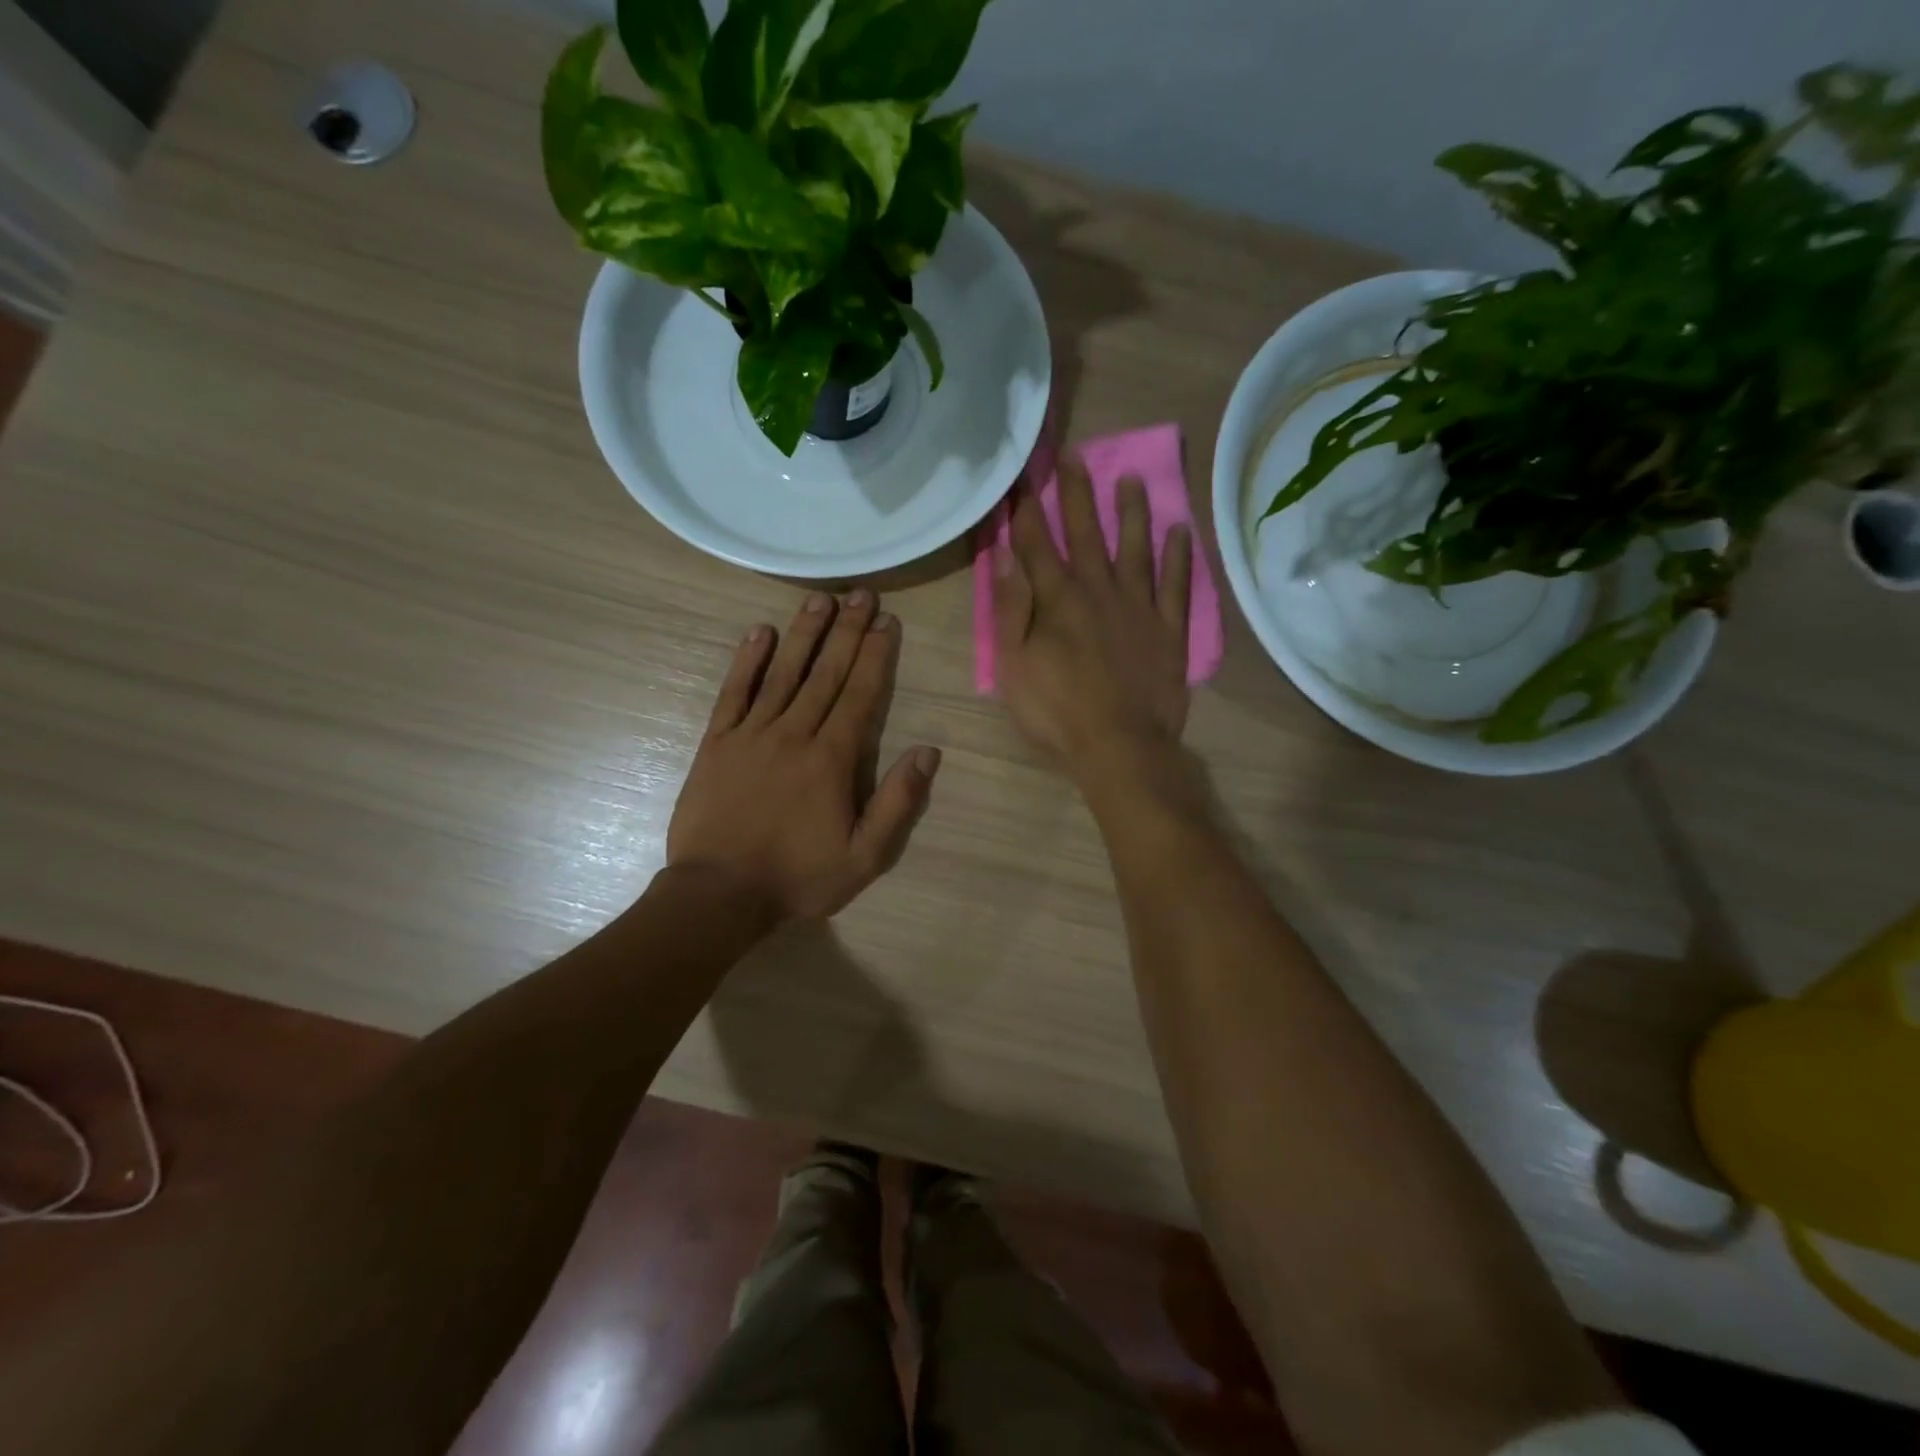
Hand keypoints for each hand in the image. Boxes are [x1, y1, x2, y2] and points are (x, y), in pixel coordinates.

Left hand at [667, 592, 940, 923]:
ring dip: (804, 633)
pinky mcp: (716, 743)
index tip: (887, 621)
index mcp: (831, 759)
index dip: (876, 655)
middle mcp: (794, 734)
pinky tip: (761, 633)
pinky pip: (734, 693)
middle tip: (861, 593)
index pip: (860, 694)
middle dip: (847, 630)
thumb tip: (928, 752)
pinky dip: (747, 661)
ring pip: (783, 673)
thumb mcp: (864, 857)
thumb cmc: (798, 877)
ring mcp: (751, 734)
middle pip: (826, 673)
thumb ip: (898, 803)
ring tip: (820, 599)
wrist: (718, 894)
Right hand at [994, 456, 1192, 784]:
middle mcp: (1099, 590)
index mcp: (1057, 600)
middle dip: (1076, 492)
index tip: (1020, 475)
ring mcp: (1139, 606)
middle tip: (1073, 455)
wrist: (1120, 748)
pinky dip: (1178, 556)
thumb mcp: (1013, 667)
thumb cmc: (1057, 712)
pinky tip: (1180, 530)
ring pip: (1135, 547)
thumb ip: (1008, 609)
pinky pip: (1175, 583)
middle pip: (1085, 532)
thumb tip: (1004, 555)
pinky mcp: (1169, 628)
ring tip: (1131, 478)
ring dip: (1131, 511)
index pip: (1036, 543)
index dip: (1025, 508)